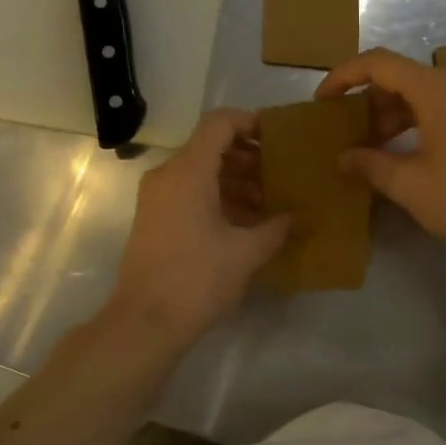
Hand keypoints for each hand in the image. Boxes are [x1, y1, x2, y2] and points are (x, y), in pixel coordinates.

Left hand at [107, 109, 290, 347]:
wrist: (144, 322)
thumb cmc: (197, 279)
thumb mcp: (246, 253)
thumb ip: (277, 228)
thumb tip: (301, 216)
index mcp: (188, 171)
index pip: (219, 123)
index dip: (250, 122)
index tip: (278, 138)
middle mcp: (168, 175)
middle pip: (210, 146)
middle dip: (248, 156)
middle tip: (281, 172)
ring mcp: (157, 196)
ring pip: (200, 170)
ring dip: (235, 178)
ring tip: (269, 200)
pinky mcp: (154, 217)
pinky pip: (189, 191)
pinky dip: (217, 195)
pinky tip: (246, 220)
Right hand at [315, 48, 445, 262]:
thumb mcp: (409, 185)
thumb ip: (370, 164)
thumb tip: (343, 157)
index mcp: (437, 90)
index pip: (379, 63)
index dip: (344, 76)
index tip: (322, 101)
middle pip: (400, 77)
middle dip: (366, 100)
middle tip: (344, 131)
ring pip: (420, 94)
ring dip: (390, 114)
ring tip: (368, 146)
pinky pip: (439, 108)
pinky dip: (413, 122)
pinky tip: (400, 152)